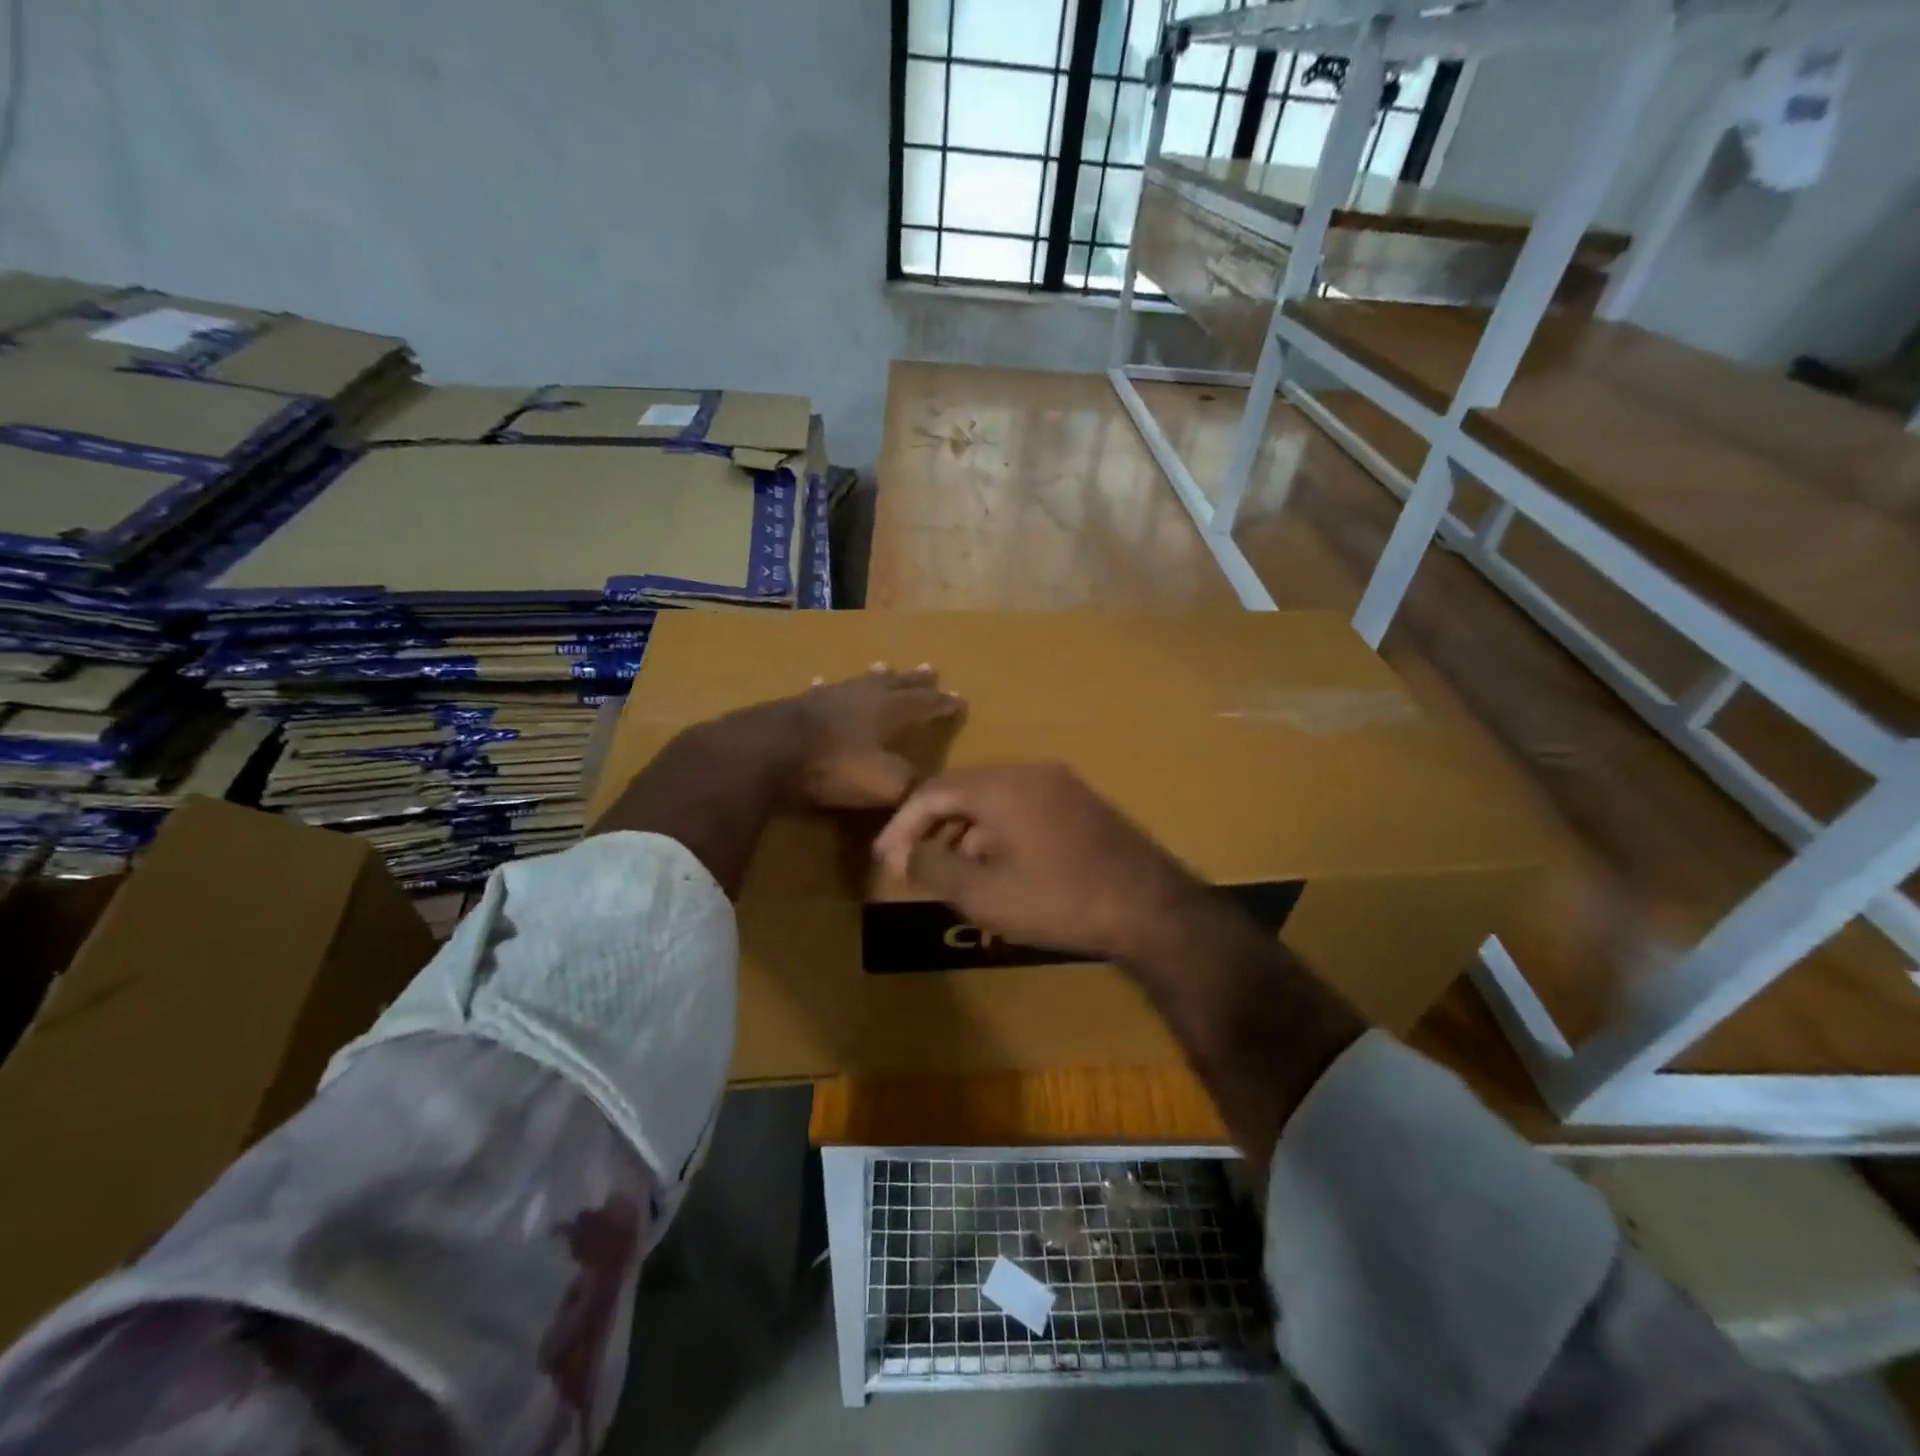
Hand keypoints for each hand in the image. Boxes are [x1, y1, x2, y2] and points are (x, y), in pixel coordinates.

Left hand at [784, 664, 963, 808]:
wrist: (769, 752)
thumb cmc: (835, 767)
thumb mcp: (885, 783)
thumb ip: (910, 782)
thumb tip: (925, 782)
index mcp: (891, 711)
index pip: (927, 703)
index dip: (944, 704)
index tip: (960, 701)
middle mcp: (865, 695)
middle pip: (897, 683)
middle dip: (916, 680)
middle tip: (930, 669)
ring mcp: (830, 695)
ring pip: (861, 681)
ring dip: (876, 676)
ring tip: (885, 666)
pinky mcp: (801, 703)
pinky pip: (822, 690)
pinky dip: (828, 688)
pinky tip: (822, 684)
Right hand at [872, 763, 1206, 961]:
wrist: (1149, 908)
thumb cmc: (1058, 900)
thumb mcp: (984, 893)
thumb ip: (934, 868)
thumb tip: (904, 855)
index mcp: (1001, 785)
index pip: (932, 791)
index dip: (903, 825)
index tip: (886, 860)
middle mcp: (1030, 773)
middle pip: (963, 793)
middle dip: (933, 830)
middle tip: (914, 869)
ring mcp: (1061, 786)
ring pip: (994, 803)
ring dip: (966, 836)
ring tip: (952, 878)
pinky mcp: (1082, 805)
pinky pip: (1023, 811)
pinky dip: (998, 836)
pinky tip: (997, 872)